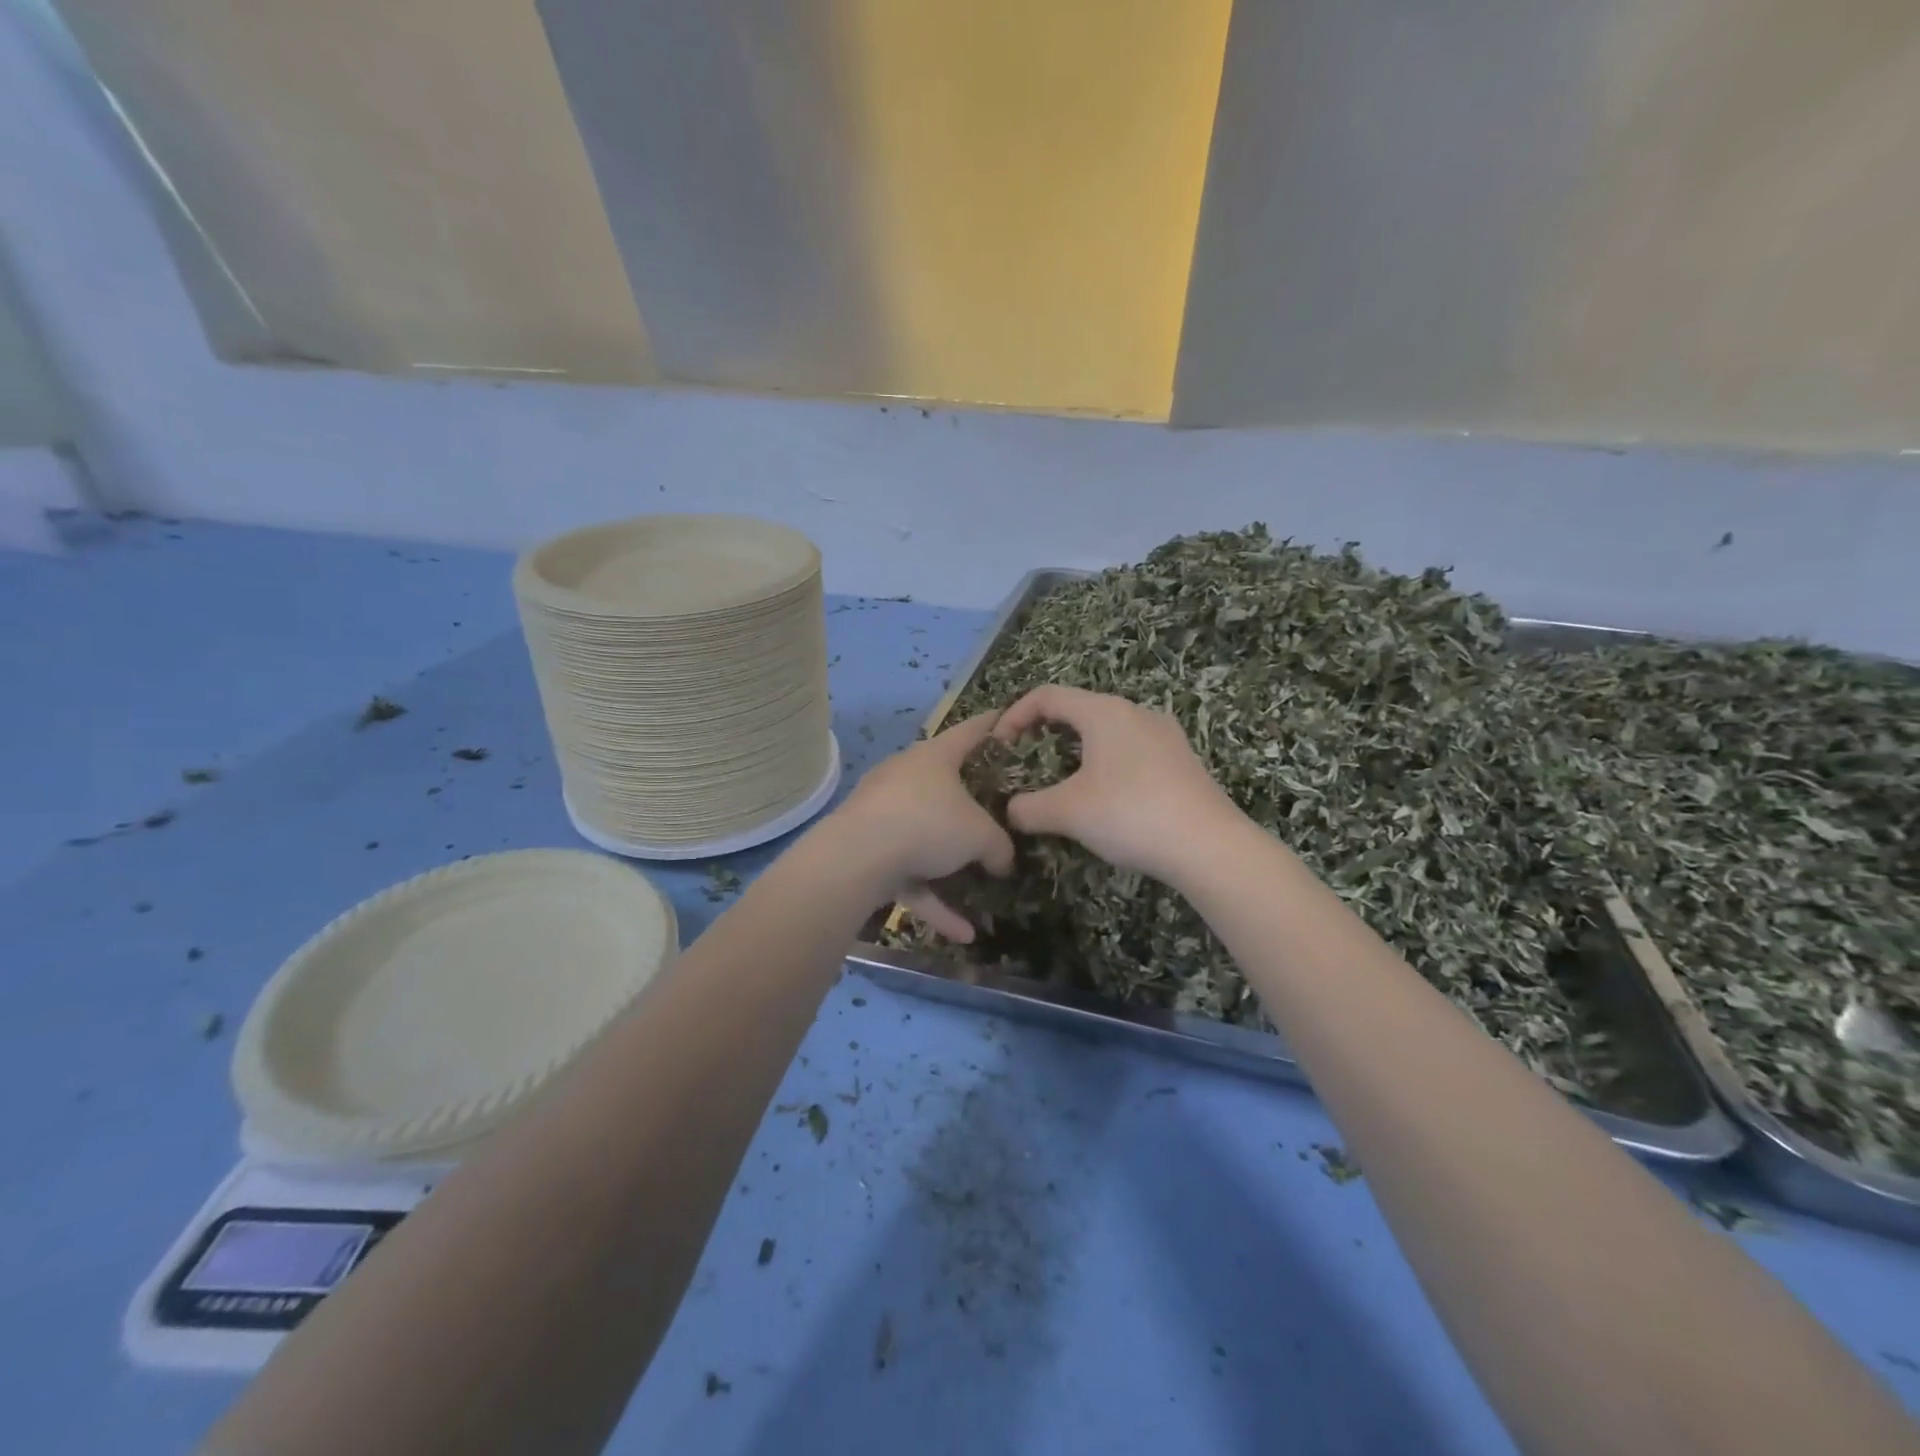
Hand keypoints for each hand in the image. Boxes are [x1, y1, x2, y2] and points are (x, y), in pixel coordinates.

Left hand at [830, 713, 1014, 940]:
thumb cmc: (928, 823)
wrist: (857, 857)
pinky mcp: (867, 850)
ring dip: (951, 865)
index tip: (1008, 720)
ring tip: (983, 889)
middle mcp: (905, 777)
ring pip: (924, 835)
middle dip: (969, 801)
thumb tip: (1004, 861)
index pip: (970, 731)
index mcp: (934, 757)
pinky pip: (908, 874)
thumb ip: (1000, 846)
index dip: (993, 726)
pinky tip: (963, 934)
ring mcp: (881, 813)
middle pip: (944, 783)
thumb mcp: (980, 836)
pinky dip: (933, 900)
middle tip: (997, 811)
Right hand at [994, 686, 1241, 884]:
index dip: (1014, 715)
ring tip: (1063, 784)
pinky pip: (1131, 751)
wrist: (1210, 846)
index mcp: (1104, 711)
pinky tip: (1106, 800)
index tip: (999, 747)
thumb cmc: (1130, 814)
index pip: (1047, 696)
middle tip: (1027, 765)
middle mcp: (1135, 712)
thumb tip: (1010, 811)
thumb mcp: (1068, 812)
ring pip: (1107, 732)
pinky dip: (1106, 765)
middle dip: (1045, 734)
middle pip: (1078, 710)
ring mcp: (1164, 735)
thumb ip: (1028, 807)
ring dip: (1077, 752)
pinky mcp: (1181, 761)